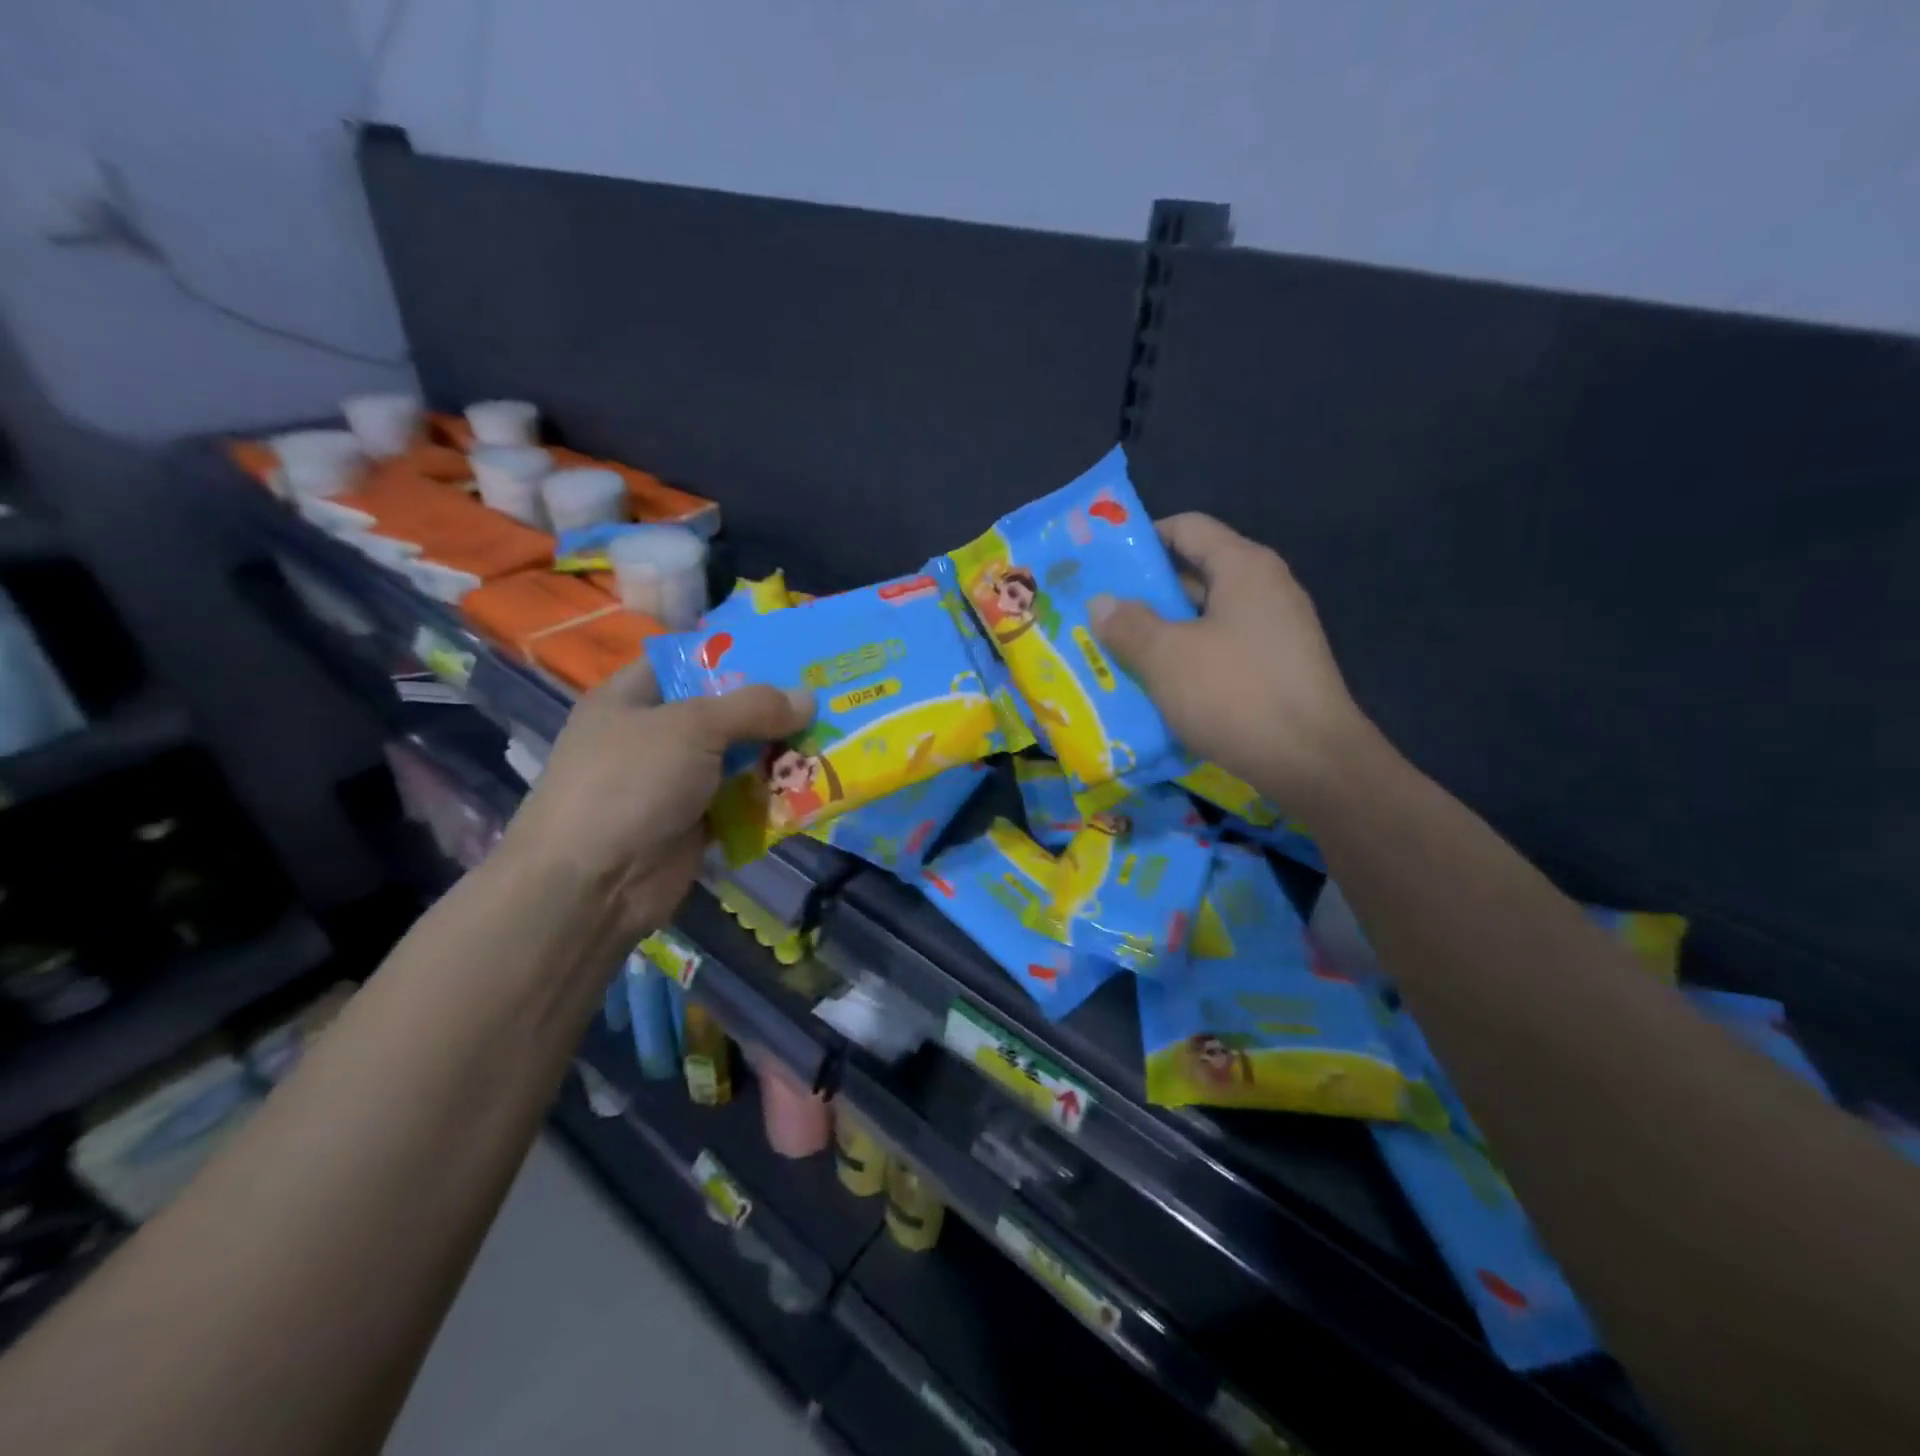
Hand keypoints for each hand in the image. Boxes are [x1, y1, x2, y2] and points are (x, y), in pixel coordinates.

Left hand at [497, 662, 812, 940]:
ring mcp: (673, 783)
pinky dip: (772, 796)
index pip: (688, 662)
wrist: (592, 885)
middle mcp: (653, 736)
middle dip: (771, 708)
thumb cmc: (630, 784)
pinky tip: (815, 785)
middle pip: (722, 712)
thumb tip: (809, 697)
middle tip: (827, 696)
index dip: (736, 655)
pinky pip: (742, 801)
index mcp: (633, 698)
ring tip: (833, 738)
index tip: (789, 651)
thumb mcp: (691, 728)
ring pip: (737, 758)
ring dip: (779, 753)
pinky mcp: (695, 824)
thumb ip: (752, 708)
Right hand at [1090, 513, 1372, 808]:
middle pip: (1196, 573)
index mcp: (1244, 567)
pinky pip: (1221, 649)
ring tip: (1116, 651)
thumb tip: (1101, 602)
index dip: (1142, 539)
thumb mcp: (1167, 657)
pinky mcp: (1276, 668)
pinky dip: (1187, 658)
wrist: (1312, 763)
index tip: (1103, 565)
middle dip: (1145, 594)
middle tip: (1099, 614)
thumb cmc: (1235, 694)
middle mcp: (1265, 589)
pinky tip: (1156, 684)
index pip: (1187, 528)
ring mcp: (1275, 630)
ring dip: (1162, 631)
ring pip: (1205, 618)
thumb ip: (1128, 624)